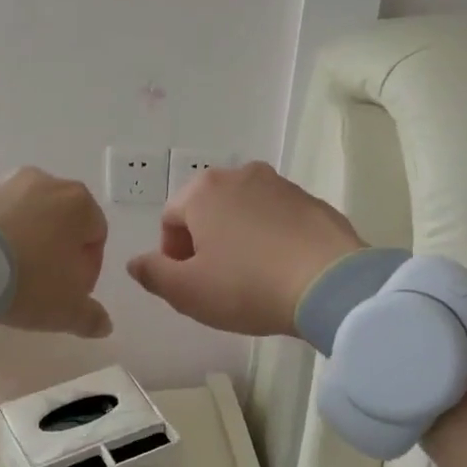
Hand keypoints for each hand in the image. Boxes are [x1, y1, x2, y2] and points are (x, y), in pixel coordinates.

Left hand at [0, 167, 112, 338]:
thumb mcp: (67, 310)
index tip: (71, 293)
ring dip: (28, 241)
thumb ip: (91, 317)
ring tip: (11, 274)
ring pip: (29, 217)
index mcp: (80, 203)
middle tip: (43, 285)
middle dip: (57, 252)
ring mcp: (8, 181)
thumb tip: (104, 324)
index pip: (96, 236)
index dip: (88, 269)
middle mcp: (48, 181)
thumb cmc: (29, 279)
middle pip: (63, 222)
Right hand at [127, 161, 364, 336]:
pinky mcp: (312, 201)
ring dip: (238, 240)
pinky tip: (280, 271)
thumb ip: (153, 274)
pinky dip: (270, 240)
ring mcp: (280, 185)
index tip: (188, 285)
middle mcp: (240, 175)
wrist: (330, 284)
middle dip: (204, 245)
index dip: (172, 257)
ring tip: (251, 279)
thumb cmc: (247, 286)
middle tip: (216, 283)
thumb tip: (136, 263)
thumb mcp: (188, 291)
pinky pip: (277, 220)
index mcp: (203, 191)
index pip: (170, 220)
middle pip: (207, 212)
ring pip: (243, 213)